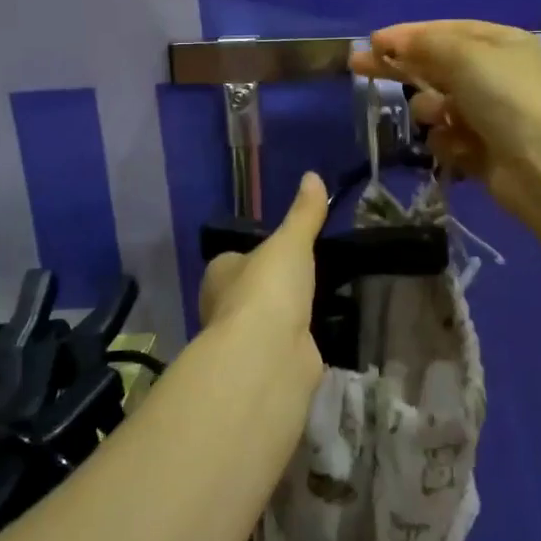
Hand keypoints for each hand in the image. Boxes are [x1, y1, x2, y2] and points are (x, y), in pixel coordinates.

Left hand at [198, 171, 327, 387]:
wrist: (268, 355)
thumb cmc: (268, 289)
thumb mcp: (291, 242)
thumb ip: (303, 214)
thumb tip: (313, 176)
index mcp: (219, 274)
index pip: (233, 260)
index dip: (253, 254)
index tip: (281, 251)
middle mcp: (224, 307)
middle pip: (249, 291)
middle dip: (272, 287)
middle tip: (307, 274)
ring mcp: (245, 340)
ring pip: (267, 321)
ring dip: (287, 315)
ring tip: (321, 300)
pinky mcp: (267, 365)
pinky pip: (286, 346)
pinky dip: (300, 341)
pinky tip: (321, 332)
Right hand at [349, 21, 540, 218]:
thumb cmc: (508, 98)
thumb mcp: (466, 56)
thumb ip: (426, 45)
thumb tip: (394, 42)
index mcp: (498, 44)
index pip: (444, 31)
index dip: (407, 35)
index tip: (372, 42)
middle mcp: (494, 75)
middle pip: (436, 66)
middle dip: (400, 67)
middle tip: (358, 66)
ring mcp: (488, 115)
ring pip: (437, 106)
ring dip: (431, 109)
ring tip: (440, 117)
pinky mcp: (481, 151)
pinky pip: (446, 139)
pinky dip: (447, 142)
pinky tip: (458, 146)